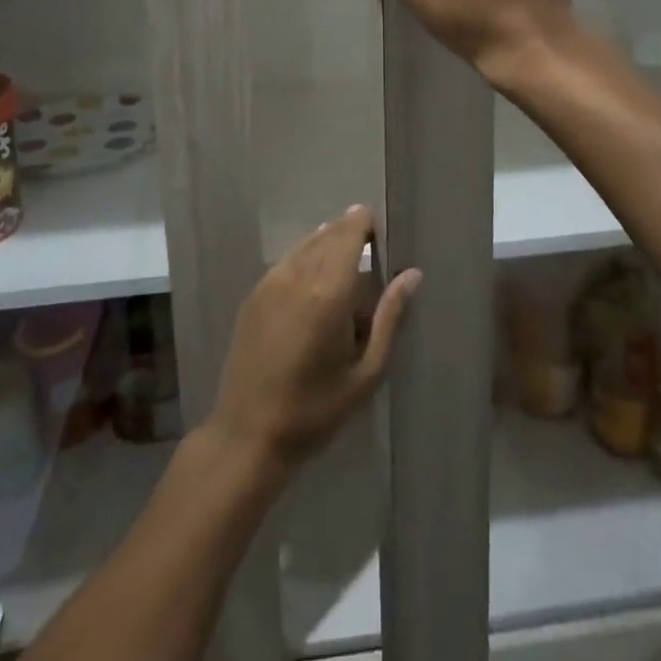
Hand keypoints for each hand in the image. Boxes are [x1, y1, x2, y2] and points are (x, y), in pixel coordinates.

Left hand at [207, 206, 419, 474]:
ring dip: (329, 244)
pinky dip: (307, 259)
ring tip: (347, 271)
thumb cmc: (315, 411)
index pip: (350, 232)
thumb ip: (390, 318)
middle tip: (373, 255)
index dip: (367, 224)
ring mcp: (270, 281)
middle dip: (351, 233)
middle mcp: (297, 274)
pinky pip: (288, 260)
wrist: (247, 436)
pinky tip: (316, 286)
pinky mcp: (254, 294)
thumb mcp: (366, 373)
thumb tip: (412, 275)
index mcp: (328, 291)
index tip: (384, 237)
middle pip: (329, 232)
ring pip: (307, 243)